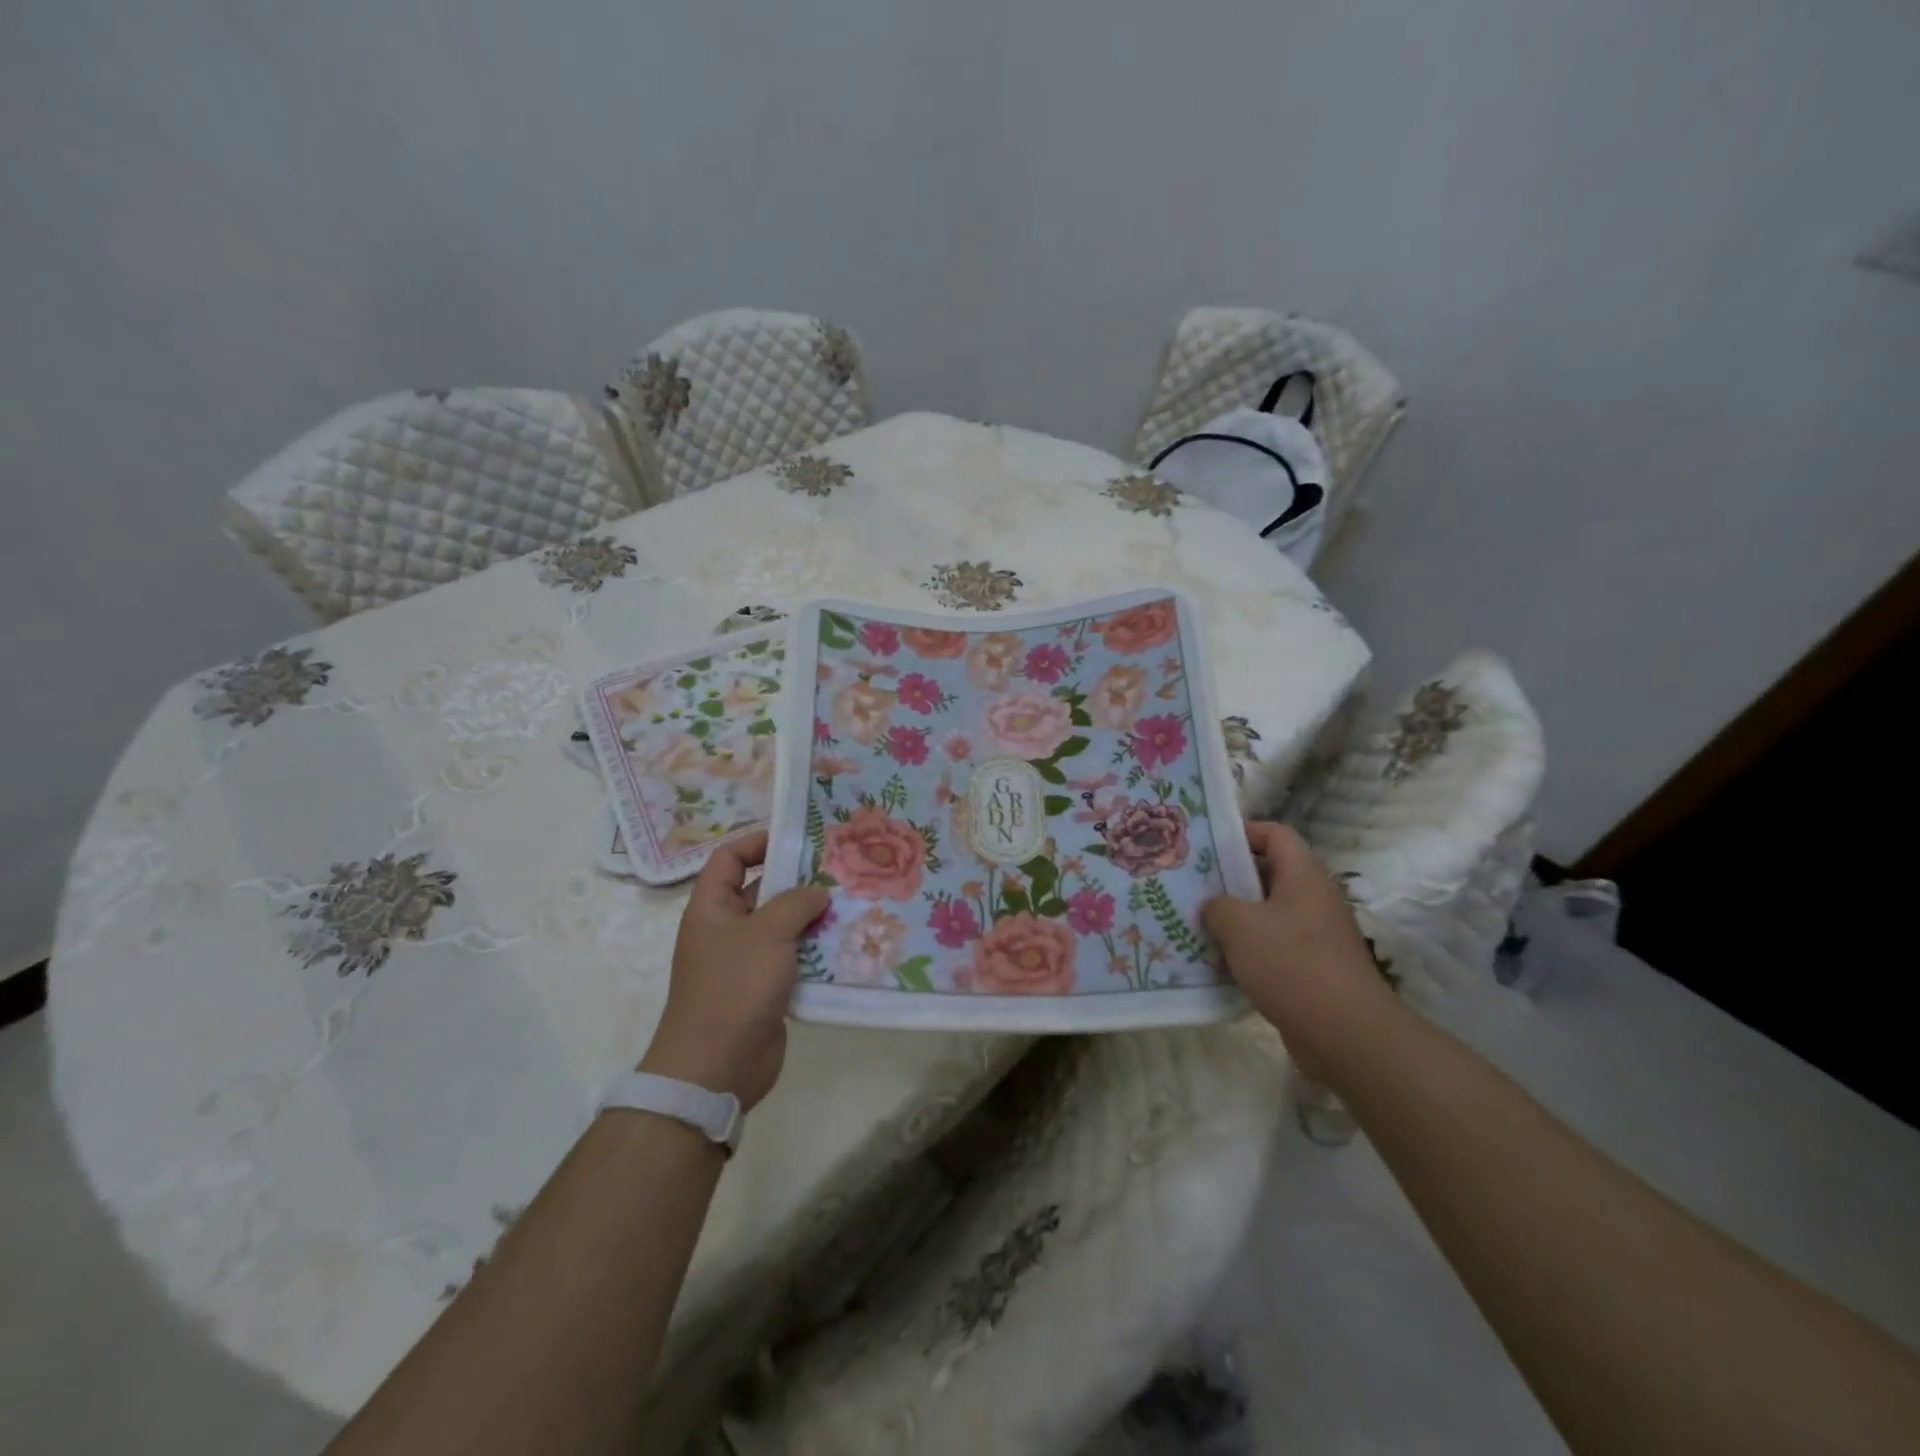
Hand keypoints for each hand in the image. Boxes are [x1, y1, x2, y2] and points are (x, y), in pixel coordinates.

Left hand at [640, 831, 829, 1111]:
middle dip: (798, 880)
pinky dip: (817, 950)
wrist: (716, 1067)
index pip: (730, 858)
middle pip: (762, 890)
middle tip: (840, 868)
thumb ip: (795, 903)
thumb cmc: (733, 987)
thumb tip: (817, 892)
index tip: (798, 838)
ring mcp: (746, 960)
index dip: (758, 842)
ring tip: (853, 901)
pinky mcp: (766, 988)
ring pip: (783, 926)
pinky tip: (849, 942)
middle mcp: (727, 929)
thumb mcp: (766, 933)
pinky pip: (794, 958)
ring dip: (813, 917)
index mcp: (712, 907)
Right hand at [1202, 821, 1406, 1090]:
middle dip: (1228, 879)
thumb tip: (1214, 907)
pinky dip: (1246, 952)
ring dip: (1234, 919)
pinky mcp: (1311, 969)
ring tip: (1196, 924)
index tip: (1207, 844)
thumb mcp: (1239, 925)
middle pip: (1267, 874)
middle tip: (1191, 885)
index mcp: (1303, 876)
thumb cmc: (1292, 964)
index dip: (1242, 831)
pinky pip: (1272, 948)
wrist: (1346, 1034)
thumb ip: (1217, 906)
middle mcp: (1312, 900)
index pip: (1275, 834)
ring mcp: (1314, 936)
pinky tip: (1217, 964)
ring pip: (1266, 914)